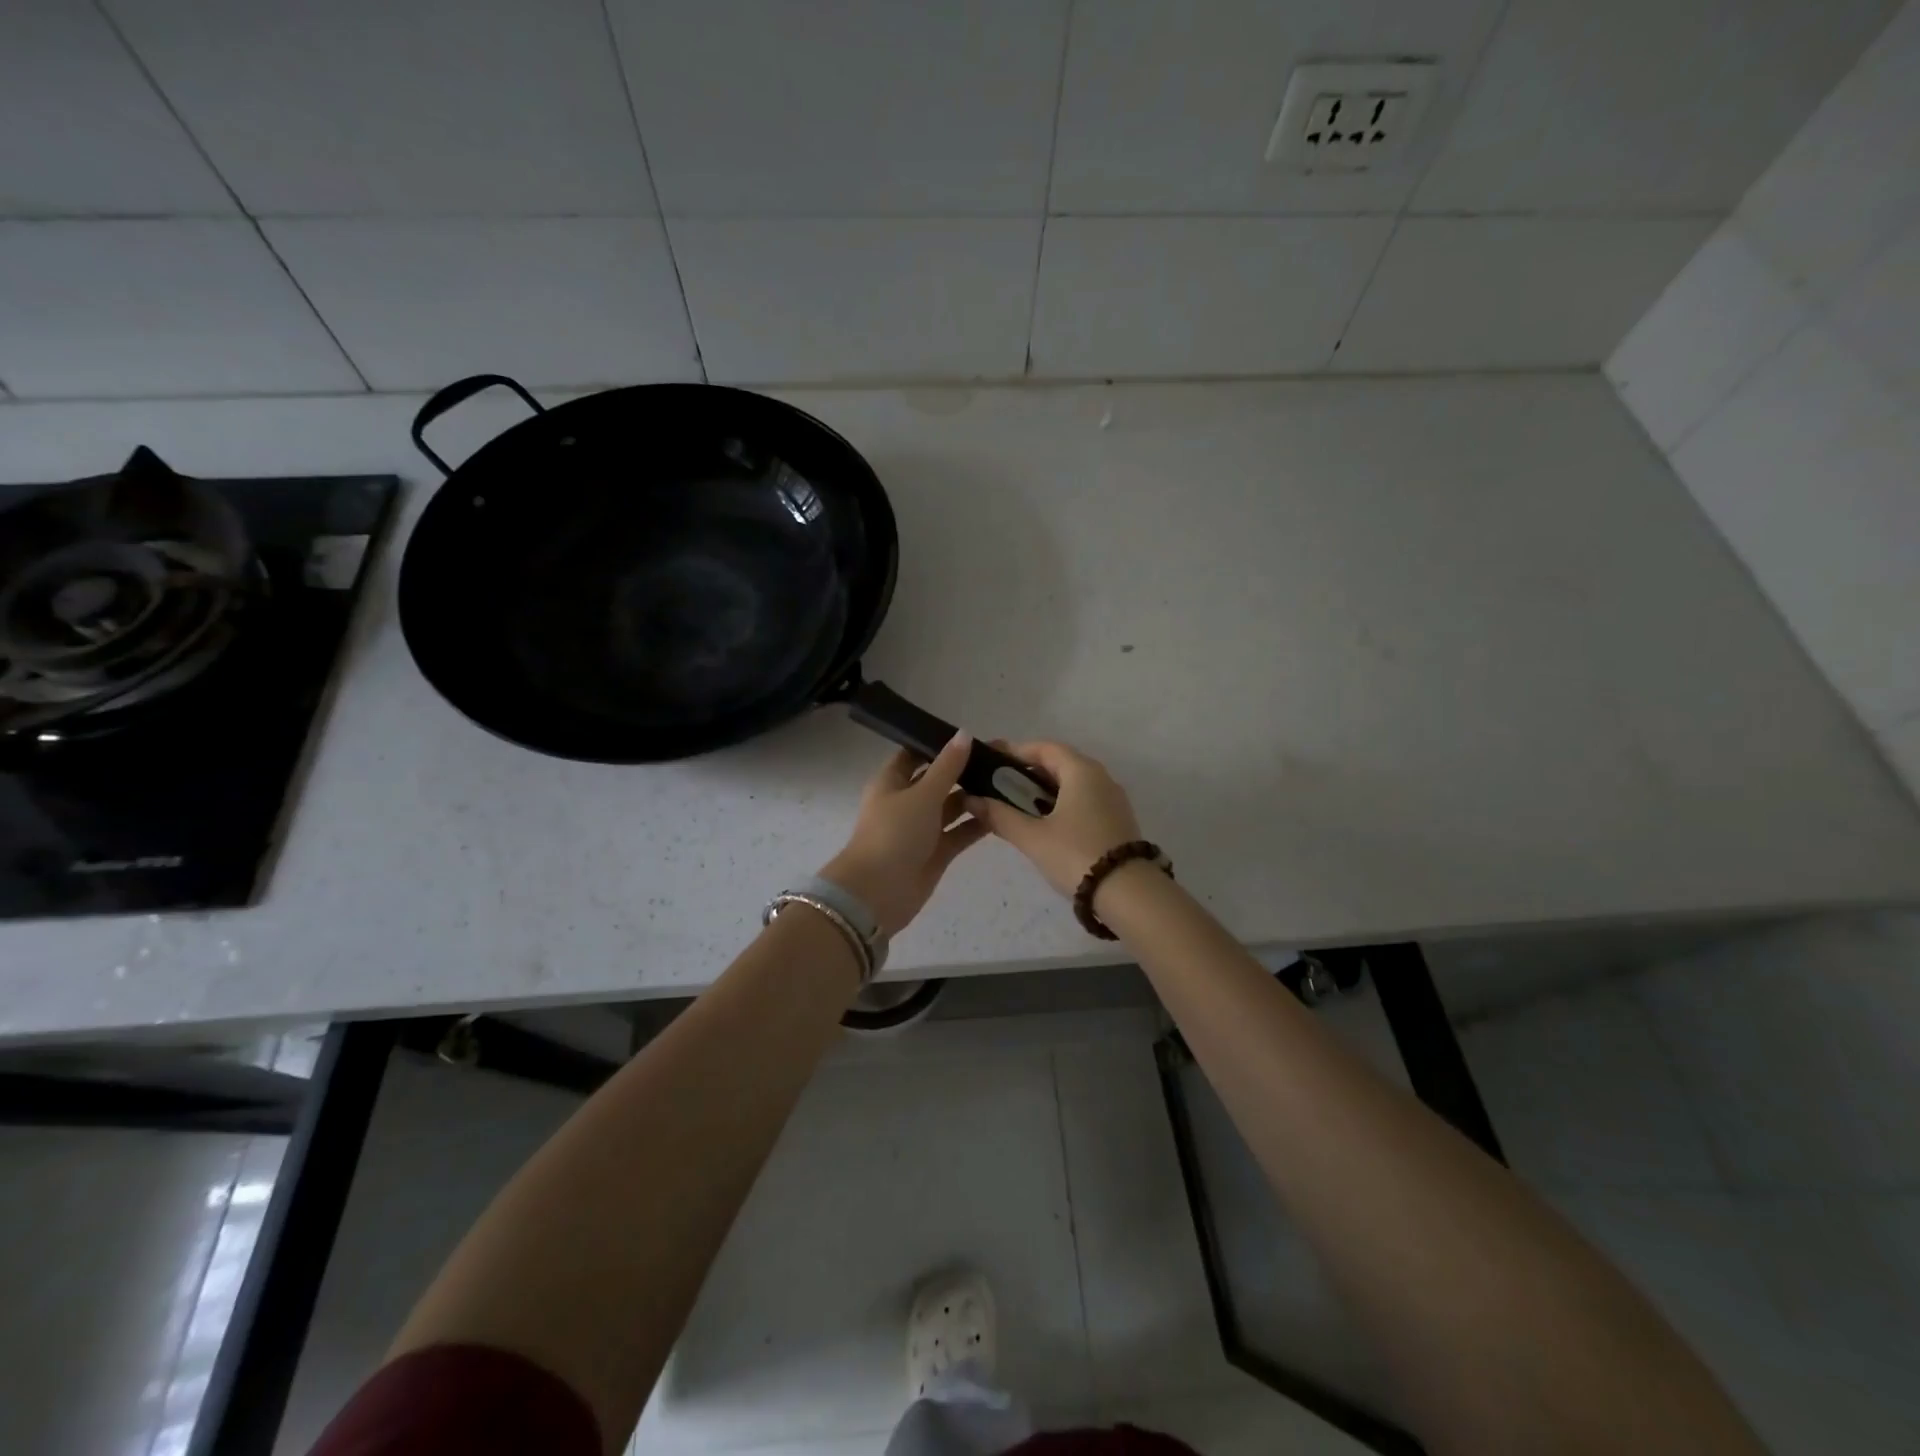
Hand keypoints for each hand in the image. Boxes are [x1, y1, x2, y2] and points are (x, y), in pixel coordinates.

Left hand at [820, 733, 989, 937]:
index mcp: (892, 782)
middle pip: (938, 780)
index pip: (915, 755)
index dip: (939, 744)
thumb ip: (947, 766)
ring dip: (975, 797)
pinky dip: (978, 823)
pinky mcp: (936, 852)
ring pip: (952, 807)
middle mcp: (907, 802)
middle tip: (1001, 759)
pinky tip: (1004, 812)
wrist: (878, 893)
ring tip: (1009, 783)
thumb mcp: (922, 794)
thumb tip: (964, 734)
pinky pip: (960, 832)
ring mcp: (922, 829)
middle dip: (965, 770)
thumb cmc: (894, 834)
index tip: (972, 736)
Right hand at [965, 741, 1143, 898]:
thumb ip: (1000, 816)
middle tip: (999, 785)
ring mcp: (1112, 799)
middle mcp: (1100, 777)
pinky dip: (1060, 804)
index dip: (1015, 751)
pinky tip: (1043, 823)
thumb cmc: (1076, 856)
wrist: (1129, 894)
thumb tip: (972, 800)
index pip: (1044, 748)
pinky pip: (1083, 800)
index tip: (991, 760)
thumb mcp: (1032, 837)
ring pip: (1072, 783)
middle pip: (1059, 763)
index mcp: (1081, 771)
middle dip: (1028, 772)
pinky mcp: (1117, 820)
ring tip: (1016, 806)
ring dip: (1044, 790)